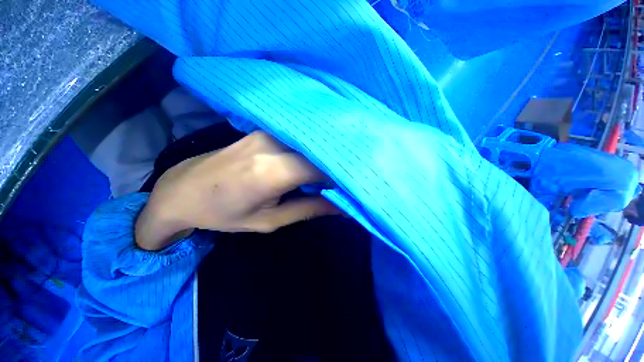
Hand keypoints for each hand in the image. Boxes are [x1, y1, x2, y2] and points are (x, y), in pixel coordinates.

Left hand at [135, 131, 338, 249]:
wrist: (182, 189)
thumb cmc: (223, 212)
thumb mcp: (269, 220)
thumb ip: (309, 209)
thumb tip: (341, 205)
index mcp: (272, 171)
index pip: (322, 166)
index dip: (341, 175)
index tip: (351, 186)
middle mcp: (272, 144)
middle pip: (318, 150)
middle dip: (335, 164)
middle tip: (345, 179)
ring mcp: (267, 132)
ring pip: (309, 142)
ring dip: (322, 156)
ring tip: (330, 171)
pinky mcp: (263, 130)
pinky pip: (296, 138)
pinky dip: (309, 150)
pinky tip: (311, 161)